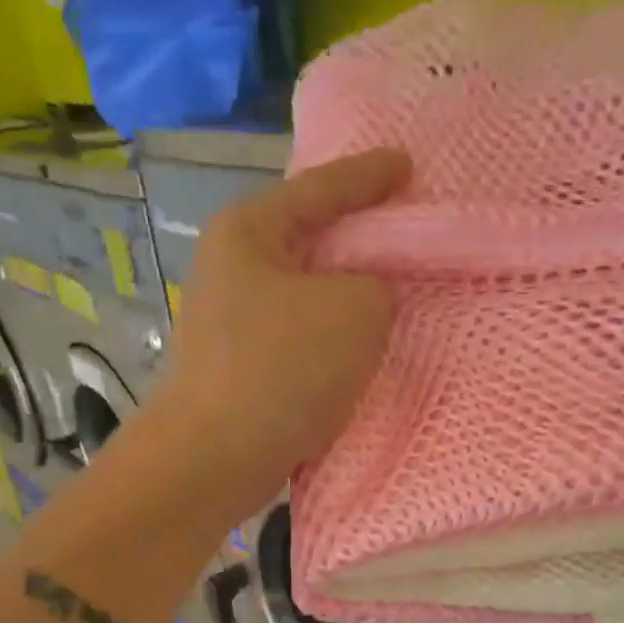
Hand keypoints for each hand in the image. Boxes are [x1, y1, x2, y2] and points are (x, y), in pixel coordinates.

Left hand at [145, 148, 410, 519]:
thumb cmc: (282, 368)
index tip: (408, 165)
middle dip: (358, 241)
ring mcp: (230, 323)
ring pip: (306, 297)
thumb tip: (363, 301)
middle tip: (405, 234)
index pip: (321, 188)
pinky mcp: (240, 370)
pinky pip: (299, 341)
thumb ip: (377, 287)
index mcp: (249, 230)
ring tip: (394, 300)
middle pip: (310, 241)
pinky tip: (360, 353)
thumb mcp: (357, 309)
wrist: (215, 458)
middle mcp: (231, 268)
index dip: (370, 176)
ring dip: (347, 301)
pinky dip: (331, 343)